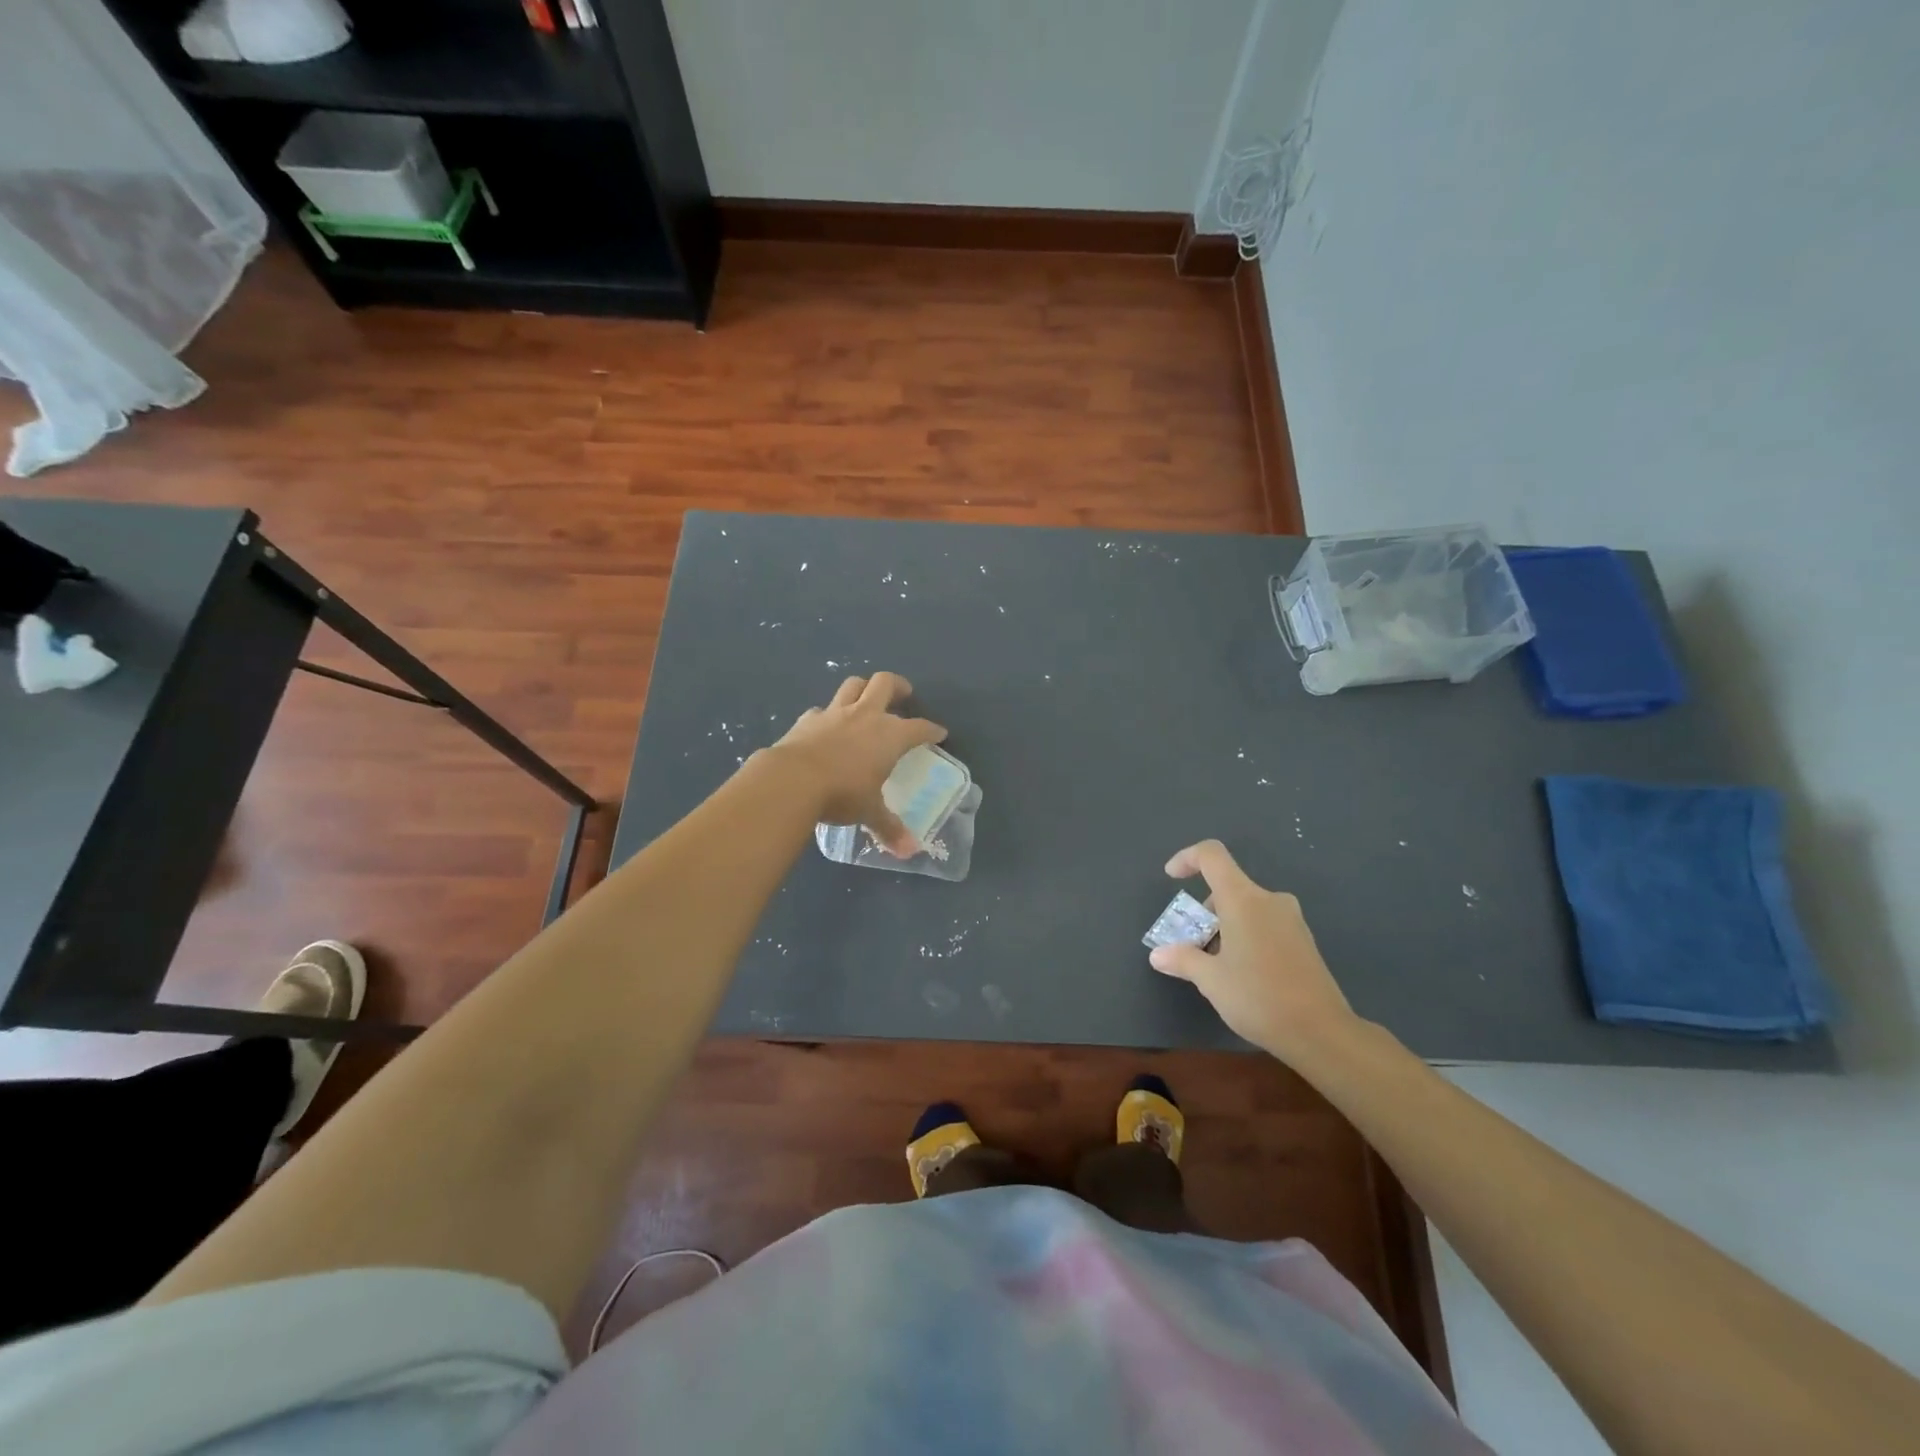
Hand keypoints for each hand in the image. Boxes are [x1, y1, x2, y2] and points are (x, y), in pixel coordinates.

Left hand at [772, 673, 946, 855]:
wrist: (792, 779)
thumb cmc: (842, 793)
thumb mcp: (869, 812)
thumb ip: (889, 827)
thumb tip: (909, 851)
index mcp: (890, 735)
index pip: (919, 727)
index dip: (931, 730)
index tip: (939, 733)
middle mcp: (865, 716)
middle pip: (885, 684)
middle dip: (898, 686)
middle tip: (903, 694)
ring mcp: (834, 713)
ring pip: (853, 685)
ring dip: (863, 687)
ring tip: (867, 697)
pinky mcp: (807, 719)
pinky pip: (821, 710)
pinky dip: (827, 714)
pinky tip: (826, 726)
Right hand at [1148, 840, 1355, 1061]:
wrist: (1322, 1033)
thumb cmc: (1259, 997)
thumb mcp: (1211, 980)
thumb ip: (1182, 959)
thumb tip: (1158, 955)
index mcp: (1243, 899)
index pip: (1212, 856)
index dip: (1187, 858)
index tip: (1171, 878)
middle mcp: (1269, 900)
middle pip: (1227, 887)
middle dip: (1204, 912)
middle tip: (1192, 946)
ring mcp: (1291, 920)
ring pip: (1246, 908)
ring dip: (1224, 927)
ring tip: (1215, 966)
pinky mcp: (1303, 940)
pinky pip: (1264, 923)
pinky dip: (1244, 936)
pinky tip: (1242, 973)